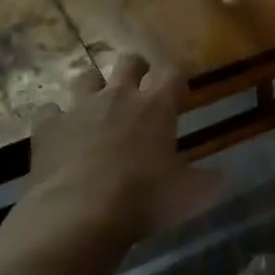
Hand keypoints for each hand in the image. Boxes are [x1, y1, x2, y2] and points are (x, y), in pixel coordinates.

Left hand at [22, 52, 218, 251]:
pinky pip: (50, 110)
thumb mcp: (187, 195)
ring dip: (93, 86)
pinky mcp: (48, 125)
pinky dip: (55, 118)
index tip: (180, 85)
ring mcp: (79, 107)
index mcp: (157, 106)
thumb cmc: (143, 200)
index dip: (178, 75)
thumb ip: (207, 182)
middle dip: (136, 68)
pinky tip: (58, 131)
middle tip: (139, 84)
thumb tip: (226, 177)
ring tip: (96, 103)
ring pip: (86, 77)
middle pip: (129, 61)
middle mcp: (119, 96)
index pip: (174, 72)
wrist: (79, 213)